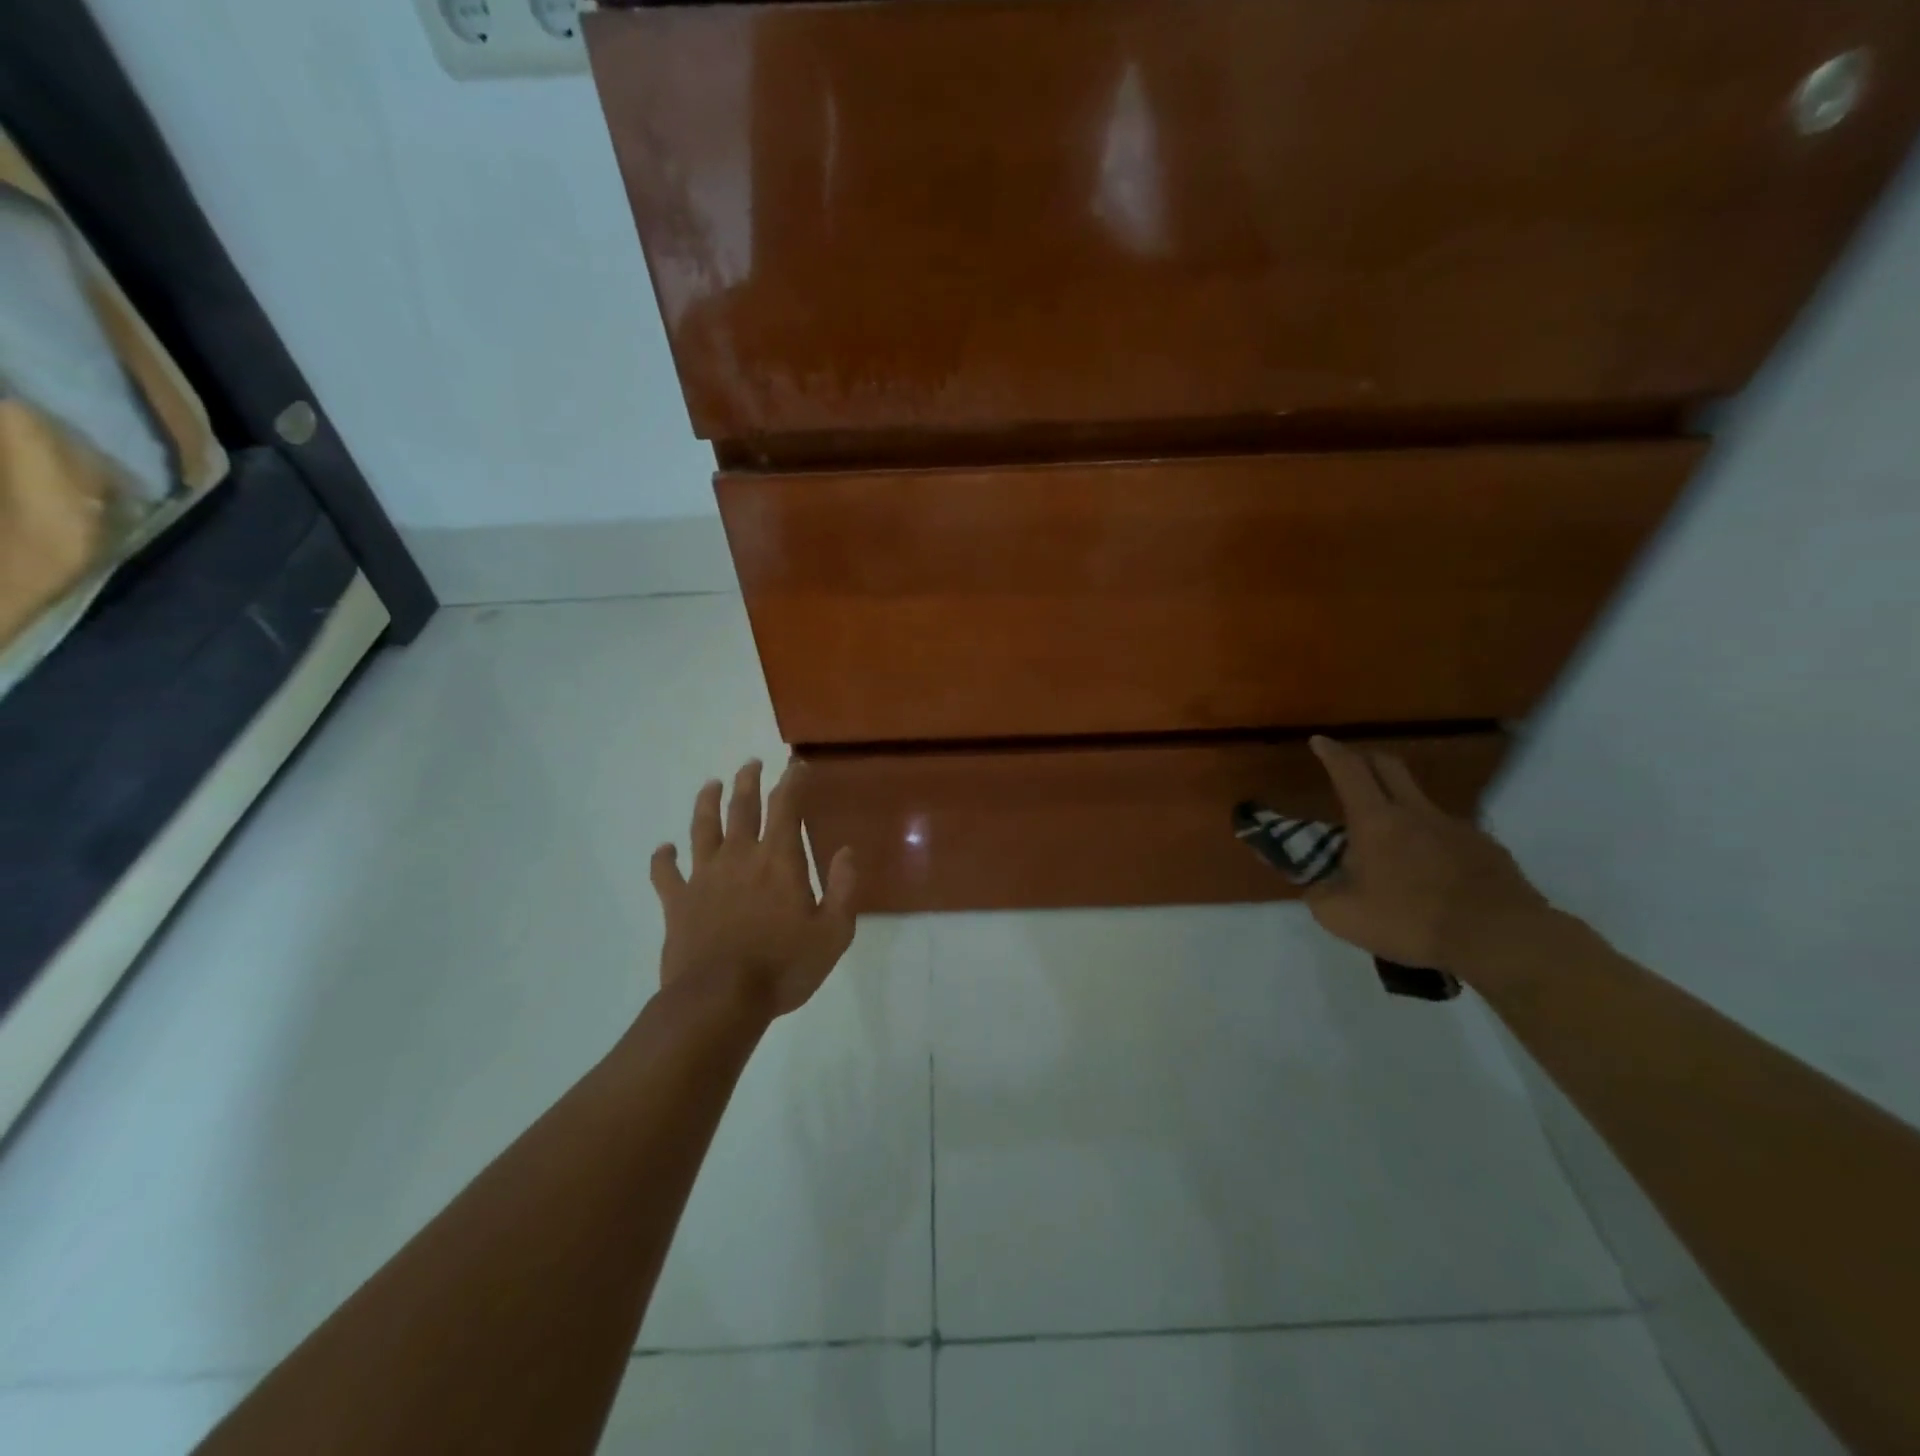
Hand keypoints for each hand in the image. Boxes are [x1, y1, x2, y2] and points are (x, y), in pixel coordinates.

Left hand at [650, 759, 856, 1018]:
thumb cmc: (784, 967)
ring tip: (710, 785)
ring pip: (702, 827)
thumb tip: (847, 851)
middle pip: (742, 807)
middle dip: (748, 781)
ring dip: (707, 802)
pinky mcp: (677, 901)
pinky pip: (665, 872)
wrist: (719, 1000)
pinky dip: (663, 858)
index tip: (797, 765)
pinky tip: (664, 849)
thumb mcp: (833, 933)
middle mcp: (740, 856)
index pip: (786, 806)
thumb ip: (843, 888)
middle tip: (751, 764)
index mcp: (779, 860)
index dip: (793, 781)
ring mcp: (704, 876)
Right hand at [1305, 736, 1547, 975]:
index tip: (1320, 740)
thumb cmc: (1410, 920)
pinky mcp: (1487, 848)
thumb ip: (1319, 895)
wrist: (1498, 938)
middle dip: (1367, 759)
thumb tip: (1315, 886)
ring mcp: (1457, 827)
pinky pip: (1451, 834)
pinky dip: (1434, 842)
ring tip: (1392, 839)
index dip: (1332, 752)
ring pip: (1422, 801)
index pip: (1349, 771)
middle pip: (1390, 767)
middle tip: (1353, 766)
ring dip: (1401, 806)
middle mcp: (1416, 812)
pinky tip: (1432, 872)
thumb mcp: (1342, 916)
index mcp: (1376, 821)